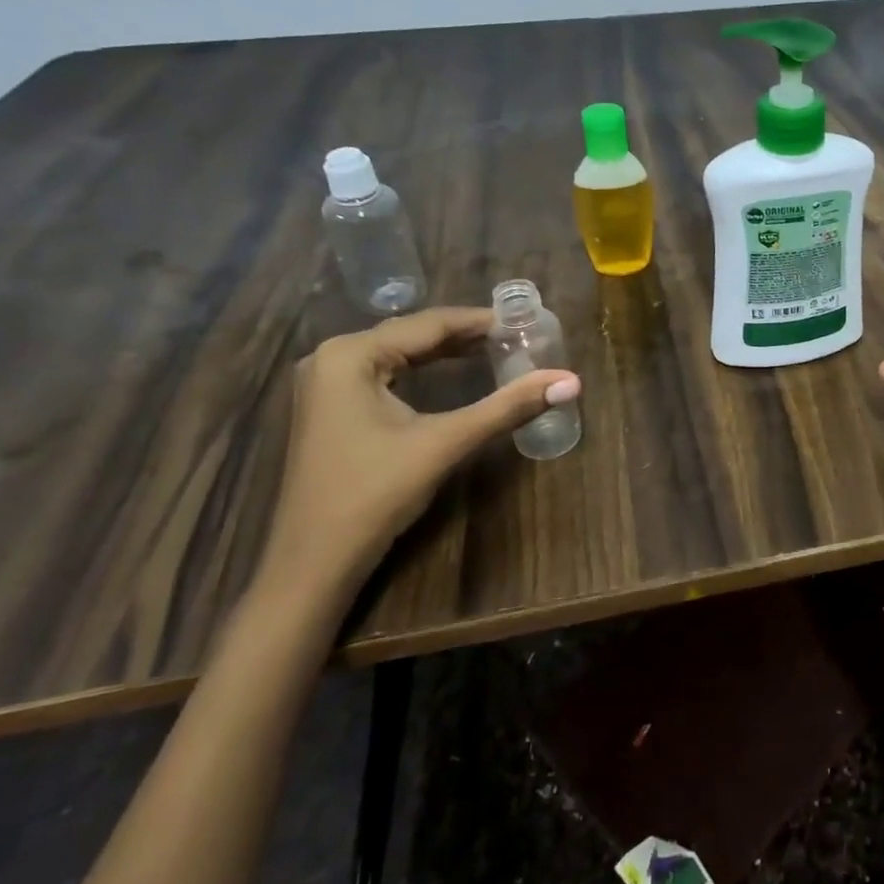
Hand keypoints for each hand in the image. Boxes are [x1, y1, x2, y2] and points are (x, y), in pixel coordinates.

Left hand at [256, 307, 579, 612]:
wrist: (313, 562)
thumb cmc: (375, 494)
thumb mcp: (445, 443)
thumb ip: (507, 407)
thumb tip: (570, 382)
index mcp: (350, 354)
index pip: (429, 323)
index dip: (480, 321)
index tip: (525, 321)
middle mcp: (331, 357)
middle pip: (412, 334)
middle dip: (465, 335)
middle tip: (517, 336)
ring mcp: (325, 383)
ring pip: (399, 352)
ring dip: (445, 351)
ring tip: (496, 348)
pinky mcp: (330, 408)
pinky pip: (385, 373)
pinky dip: (422, 370)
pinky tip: (452, 373)